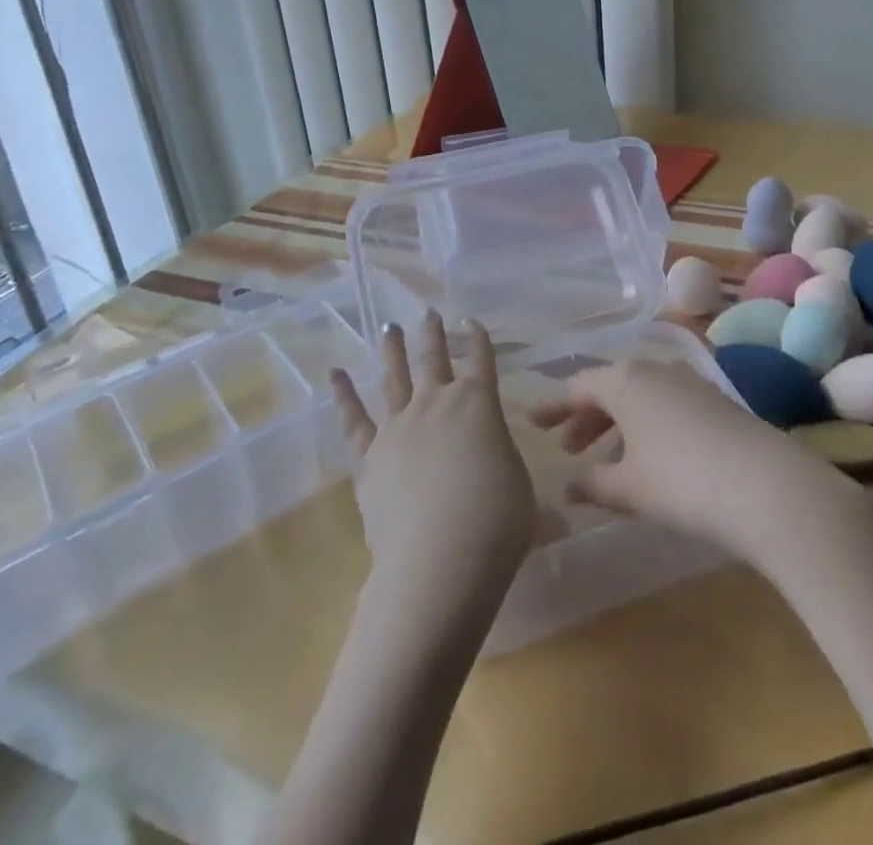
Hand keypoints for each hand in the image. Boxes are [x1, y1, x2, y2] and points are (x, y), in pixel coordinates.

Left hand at [329, 314, 535, 631]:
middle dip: (433, 335)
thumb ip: (512, 477)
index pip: (481, 361)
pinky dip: (343, 395)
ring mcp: (399, 427)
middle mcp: (437, 404)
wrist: (440, 559)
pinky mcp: (370, 458)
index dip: (478, 339)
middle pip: (434, 360)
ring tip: (389, 328)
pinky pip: (354, 420)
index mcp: (479, 404)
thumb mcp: (520, 491)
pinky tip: (335, 375)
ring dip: (392, 350)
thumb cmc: (497, 521)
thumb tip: (537, 503)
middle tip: (428, 313)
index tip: (471, 322)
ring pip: (394, 378)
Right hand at [528, 360, 864, 567]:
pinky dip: (646, 426)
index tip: (531, 422)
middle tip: (567, 448)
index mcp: (625, 380)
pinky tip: (648, 458)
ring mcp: (689, 381)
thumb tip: (565, 488)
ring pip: (640, 397)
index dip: (553, 407)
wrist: (764, 484)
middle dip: (585, 418)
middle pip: (610, 388)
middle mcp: (655, 369)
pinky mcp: (715, 400)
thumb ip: (591, 484)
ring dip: (617, 424)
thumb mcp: (628, 487)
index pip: (578, 387)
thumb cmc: (680, 481)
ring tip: (605, 461)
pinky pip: (665, 405)